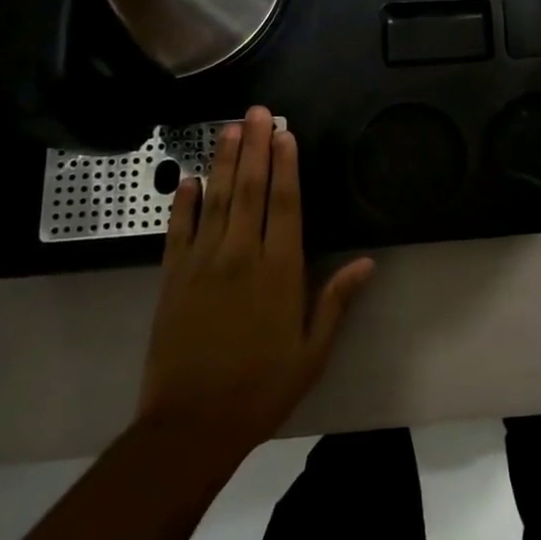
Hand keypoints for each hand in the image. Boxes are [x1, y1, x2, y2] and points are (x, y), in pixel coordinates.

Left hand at [137, 107, 373, 456]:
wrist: (190, 427)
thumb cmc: (261, 388)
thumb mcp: (312, 352)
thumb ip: (336, 301)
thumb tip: (368, 262)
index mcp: (279, 271)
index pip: (285, 204)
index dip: (286, 165)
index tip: (285, 133)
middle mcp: (241, 256)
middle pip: (250, 189)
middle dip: (255, 147)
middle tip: (257, 112)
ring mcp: (202, 264)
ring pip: (216, 200)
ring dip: (225, 161)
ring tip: (229, 128)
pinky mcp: (172, 278)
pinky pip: (178, 230)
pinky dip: (184, 203)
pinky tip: (189, 179)